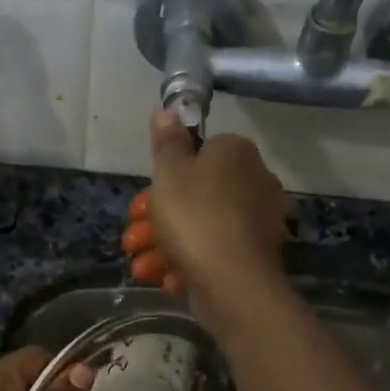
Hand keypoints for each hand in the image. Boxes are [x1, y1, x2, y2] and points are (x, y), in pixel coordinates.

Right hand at [121, 110, 290, 324]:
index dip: (165, 177)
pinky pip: (216, 252)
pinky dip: (189, 264)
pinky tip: (166, 279)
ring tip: (140, 268)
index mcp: (236, 153)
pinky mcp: (255, 256)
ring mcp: (257, 221)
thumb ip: (166, 142)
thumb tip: (168, 109)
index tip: (142, 201)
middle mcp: (254, 181)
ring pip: (202, 228)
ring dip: (165, 246)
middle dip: (157, 220)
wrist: (233, 281)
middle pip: (196, 195)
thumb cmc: (195, 217)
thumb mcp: (169, 173)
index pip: (200, 152)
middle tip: (132, 240)